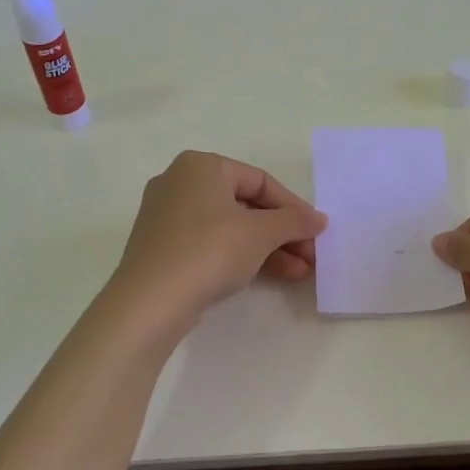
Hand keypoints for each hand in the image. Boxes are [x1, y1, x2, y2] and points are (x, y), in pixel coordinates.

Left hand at [112, 151, 326, 322]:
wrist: (149, 303)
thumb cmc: (209, 251)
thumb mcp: (260, 234)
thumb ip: (294, 222)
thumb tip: (319, 219)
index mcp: (201, 166)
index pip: (260, 181)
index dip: (293, 207)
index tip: (316, 231)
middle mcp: (180, 183)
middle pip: (245, 204)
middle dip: (282, 232)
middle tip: (310, 256)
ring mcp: (167, 217)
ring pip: (230, 227)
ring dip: (267, 248)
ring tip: (300, 272)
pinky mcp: (163, 248)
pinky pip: (211, 243)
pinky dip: (240, 256)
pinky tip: (270, 275)